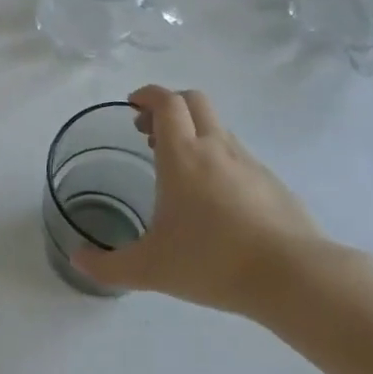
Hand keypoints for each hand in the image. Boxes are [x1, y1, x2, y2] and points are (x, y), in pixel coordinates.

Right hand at [72, 86, 324, 314]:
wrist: (295, 278)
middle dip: (169, 106)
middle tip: (148, 132)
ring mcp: (250, 164)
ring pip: (218, 128)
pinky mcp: (273, 184)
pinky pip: (239, 156)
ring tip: (177, 169)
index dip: (147, 95)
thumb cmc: (213, 262)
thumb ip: (107, 265)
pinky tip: (213, 199)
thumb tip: (77, 260)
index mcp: (183, 155)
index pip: (166, 102)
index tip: (131, 106)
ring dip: (194, 133)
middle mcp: (216, 148)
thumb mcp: (149, 269)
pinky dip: (218, 159)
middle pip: (194, 101)